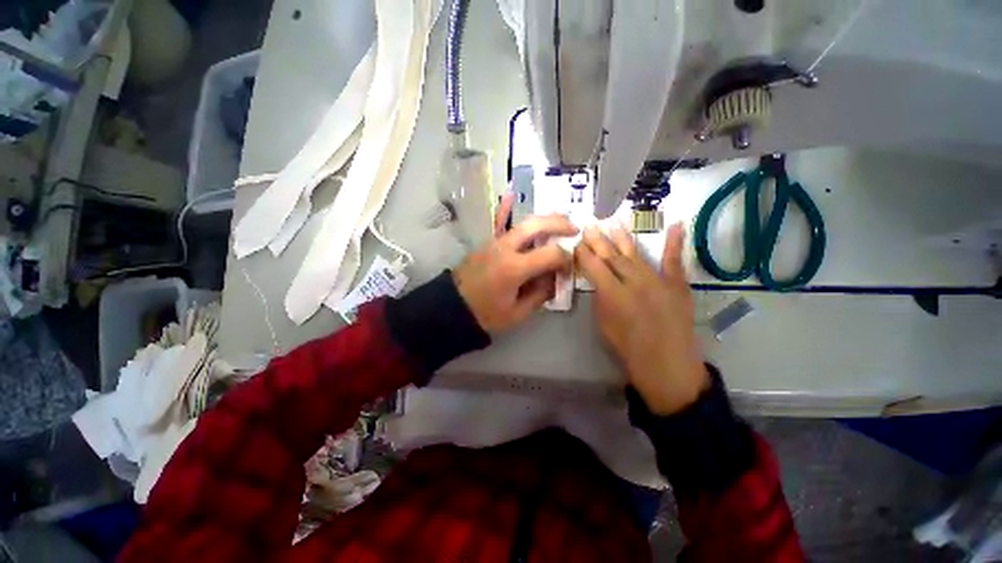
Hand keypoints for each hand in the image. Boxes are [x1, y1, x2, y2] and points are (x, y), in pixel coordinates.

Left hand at [453, 212, 577, 333]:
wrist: (452, 307)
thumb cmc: (485, 315)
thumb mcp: (517, 313)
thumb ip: (540, 294)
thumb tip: (555, 278)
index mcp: (514, 269)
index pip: (550, 254)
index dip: (566, 258)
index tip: (571, 265)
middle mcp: (505, 248)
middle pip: (537, 225)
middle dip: (559, 223)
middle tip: (575, 228)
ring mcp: (494, 242)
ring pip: (523, 222)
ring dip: (544, 219)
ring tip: (560, 221)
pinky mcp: (488, 242)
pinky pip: (505, 225)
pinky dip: (518, 216)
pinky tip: (514, 198)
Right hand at [576, 223, 708, 414]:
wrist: (666, 362)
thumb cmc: (627, 347)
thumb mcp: (603, 323)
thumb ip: (600, 298)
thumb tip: (599, 282)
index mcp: (613, 294)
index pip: (593, 266)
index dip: (583, 253)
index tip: (576, 243)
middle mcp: (634, 282)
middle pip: (612, 256)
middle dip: (598, 240)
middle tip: (589, 226)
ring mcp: (658, 281)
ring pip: (636, 254)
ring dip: (623, 238)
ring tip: (613, 223)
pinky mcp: (677, 284)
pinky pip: (675, 261)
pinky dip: (676, 243)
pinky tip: (677, 225)